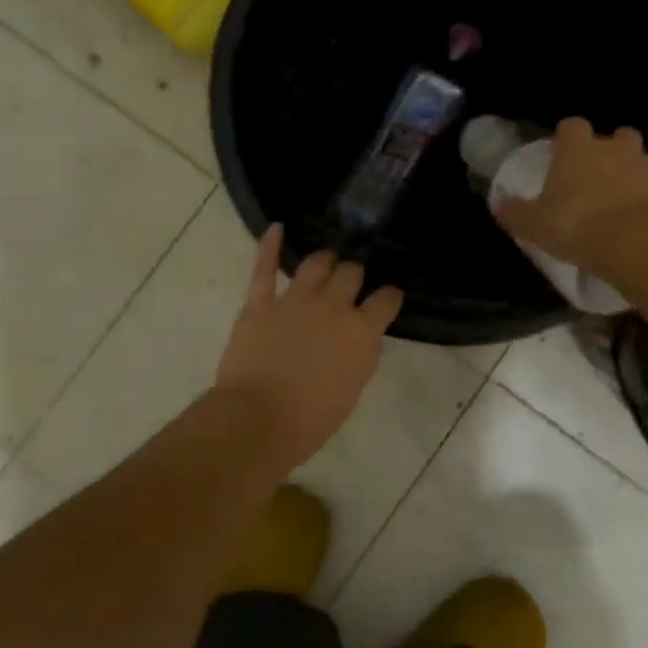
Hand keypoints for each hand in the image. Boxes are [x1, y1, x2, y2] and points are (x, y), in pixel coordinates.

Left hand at [215, 225, 403, 464]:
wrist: (259, 419)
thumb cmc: (311, 419)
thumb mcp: (352, 390)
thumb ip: (360, 355)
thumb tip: (362, 337)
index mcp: (361, 332)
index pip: (386, 300)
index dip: (388, 296)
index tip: (387, 297)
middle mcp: (333, 307)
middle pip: (351, 273)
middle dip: (354, 274)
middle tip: (351, 280)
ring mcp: (295, 300)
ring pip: (316, 263)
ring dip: (324, 259)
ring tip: (326, 260)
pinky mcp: (260, 303)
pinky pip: (264, 268)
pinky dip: (270, 246)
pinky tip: (276, 228)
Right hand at [495, 118, 647, 275]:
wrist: (641, 243)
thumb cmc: (578, 226)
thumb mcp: (535, 225)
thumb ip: (517, 214)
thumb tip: (501, 207)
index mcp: (579, 151)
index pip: (572, 127)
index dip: (568, 139)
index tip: (564, 155)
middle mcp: (618, 149)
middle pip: (618, 137)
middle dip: (613, 152)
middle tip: (602, 181)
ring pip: (646, 164)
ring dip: (638, 180)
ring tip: (629, 211)